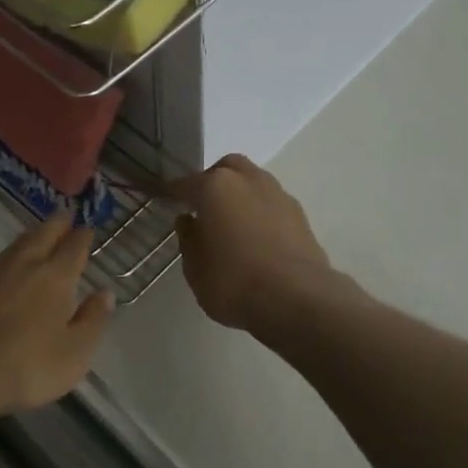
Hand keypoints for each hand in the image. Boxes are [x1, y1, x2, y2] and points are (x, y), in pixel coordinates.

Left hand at [0, 215, 113, 418]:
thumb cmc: (28, 365)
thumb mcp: (75, 352)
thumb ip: (93, 319)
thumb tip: (104, 293)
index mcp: (55, 276)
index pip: (74, 247)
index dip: (83, 236)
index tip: (88, 229)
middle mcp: (24, 264)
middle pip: (43, 234)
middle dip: (57, 224)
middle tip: (65, 217)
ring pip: (17, 244)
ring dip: (32, 237)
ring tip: (39, 237)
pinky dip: (9, 258)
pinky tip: (7, 269)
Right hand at [168, 155, 332, 332]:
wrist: (296, 299)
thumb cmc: (233, 281)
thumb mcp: (195, 268)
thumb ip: (189, 239)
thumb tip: (188, 220)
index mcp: (216, 186)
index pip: (187, 182)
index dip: (174, 192)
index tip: (167, 199)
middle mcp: (248, 180)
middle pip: (227, 169)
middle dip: (214, 181)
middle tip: (204, 207)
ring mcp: (279, 195)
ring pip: (254, 182)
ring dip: (241, 195)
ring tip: (232, 223)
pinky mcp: (301, 216)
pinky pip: (272, 204)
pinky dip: (261, 212)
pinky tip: (257, 237)